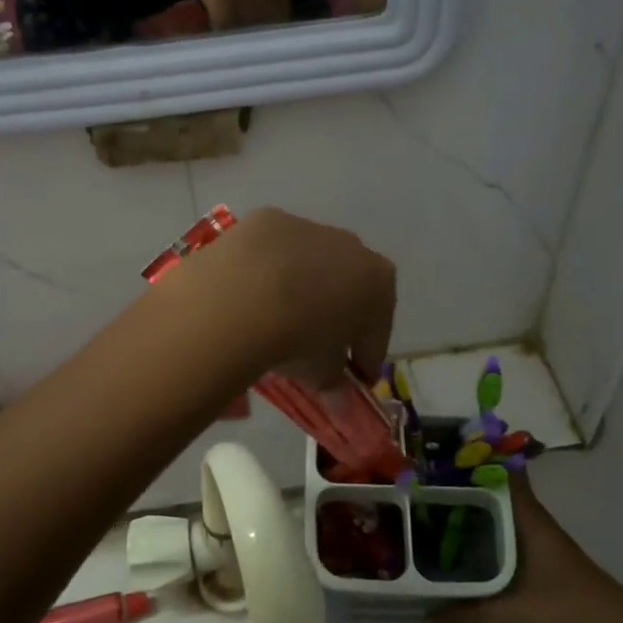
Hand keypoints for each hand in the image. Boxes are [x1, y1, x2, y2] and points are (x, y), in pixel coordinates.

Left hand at [191, 207, 395, 389]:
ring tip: (278, 318)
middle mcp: (352, 247)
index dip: (366, 356)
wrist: (243, 296)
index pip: (378, 329)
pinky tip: (249, 293)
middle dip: (337, 315)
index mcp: (379, 282)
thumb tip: (339, 403)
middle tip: (317, 346)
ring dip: (302, 288)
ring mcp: (310, 228)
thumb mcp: (322, 372)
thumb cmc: (299, 339)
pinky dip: (267, 271)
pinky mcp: (268, 220)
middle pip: (348, 287)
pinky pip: (274, 252)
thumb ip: (334, 384)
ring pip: (311, 264)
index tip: (354, 377)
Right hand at [434, 472, 620, 622]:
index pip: (503, 473)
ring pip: (499, 515)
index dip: (476, 459)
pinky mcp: (541, 561)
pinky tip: (464, 551)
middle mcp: (532, 521)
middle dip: (463, 488)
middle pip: (495, 492)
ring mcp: (538, 540)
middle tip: (423, 488)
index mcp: (527, 518)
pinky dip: (484, 537)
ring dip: (473, 513)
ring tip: (433, 515)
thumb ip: (467, 621)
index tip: (443, 456)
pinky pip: (504, 536)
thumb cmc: (565, 608)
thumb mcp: (511, 616)